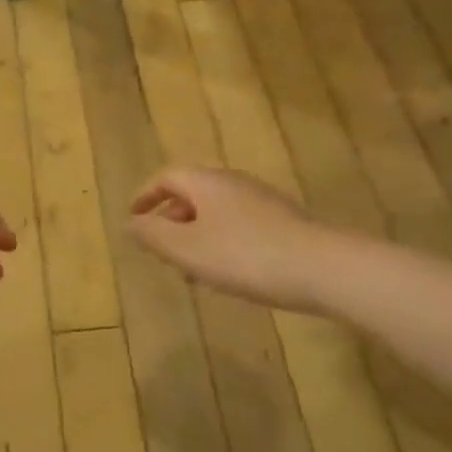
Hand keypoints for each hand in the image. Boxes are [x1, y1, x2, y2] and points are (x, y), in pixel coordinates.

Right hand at [129, 167, 315, 308]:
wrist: (322, 268)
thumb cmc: (243, 256)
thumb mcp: (186, 249)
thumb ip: (152, 235)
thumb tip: (128, 223)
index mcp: (206, 182)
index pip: (166, 177)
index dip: (145, 196)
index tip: (133, 218)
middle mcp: (233, 183)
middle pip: (192, 193)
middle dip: (171, 219)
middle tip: (160, 249)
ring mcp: (261, 201)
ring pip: (216, 212)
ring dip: (196, 235)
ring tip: (191, 269)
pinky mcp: (283, 222)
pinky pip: (238, 225)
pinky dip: (221, 242)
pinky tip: (228, 273)